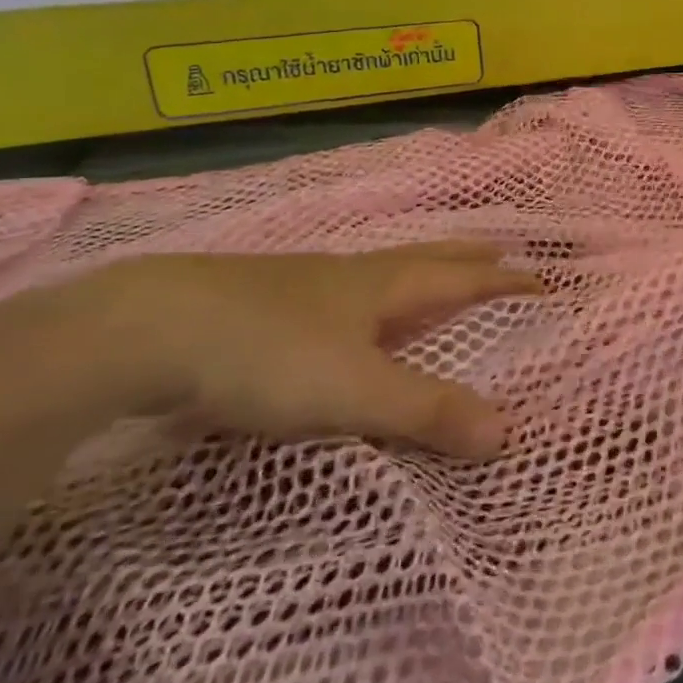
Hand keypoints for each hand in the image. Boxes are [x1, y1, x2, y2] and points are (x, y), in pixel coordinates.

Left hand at [71, 243, 541, 459]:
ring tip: (428, 278)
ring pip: (374, 273)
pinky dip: (362, 295)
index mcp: (380, 287)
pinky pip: (333, 292)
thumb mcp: (354, 390)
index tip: (541, 277)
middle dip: (464, 259)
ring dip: (413, 272)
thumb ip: (427, 411)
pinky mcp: (255, 303)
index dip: (502, 280)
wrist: (142, 330)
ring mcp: (299, 286)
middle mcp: (348, 277)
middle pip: (421, 260)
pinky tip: (339, 311)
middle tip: (498, 251)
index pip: (459, 279)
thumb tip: (508, 431)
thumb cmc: (266, 353)